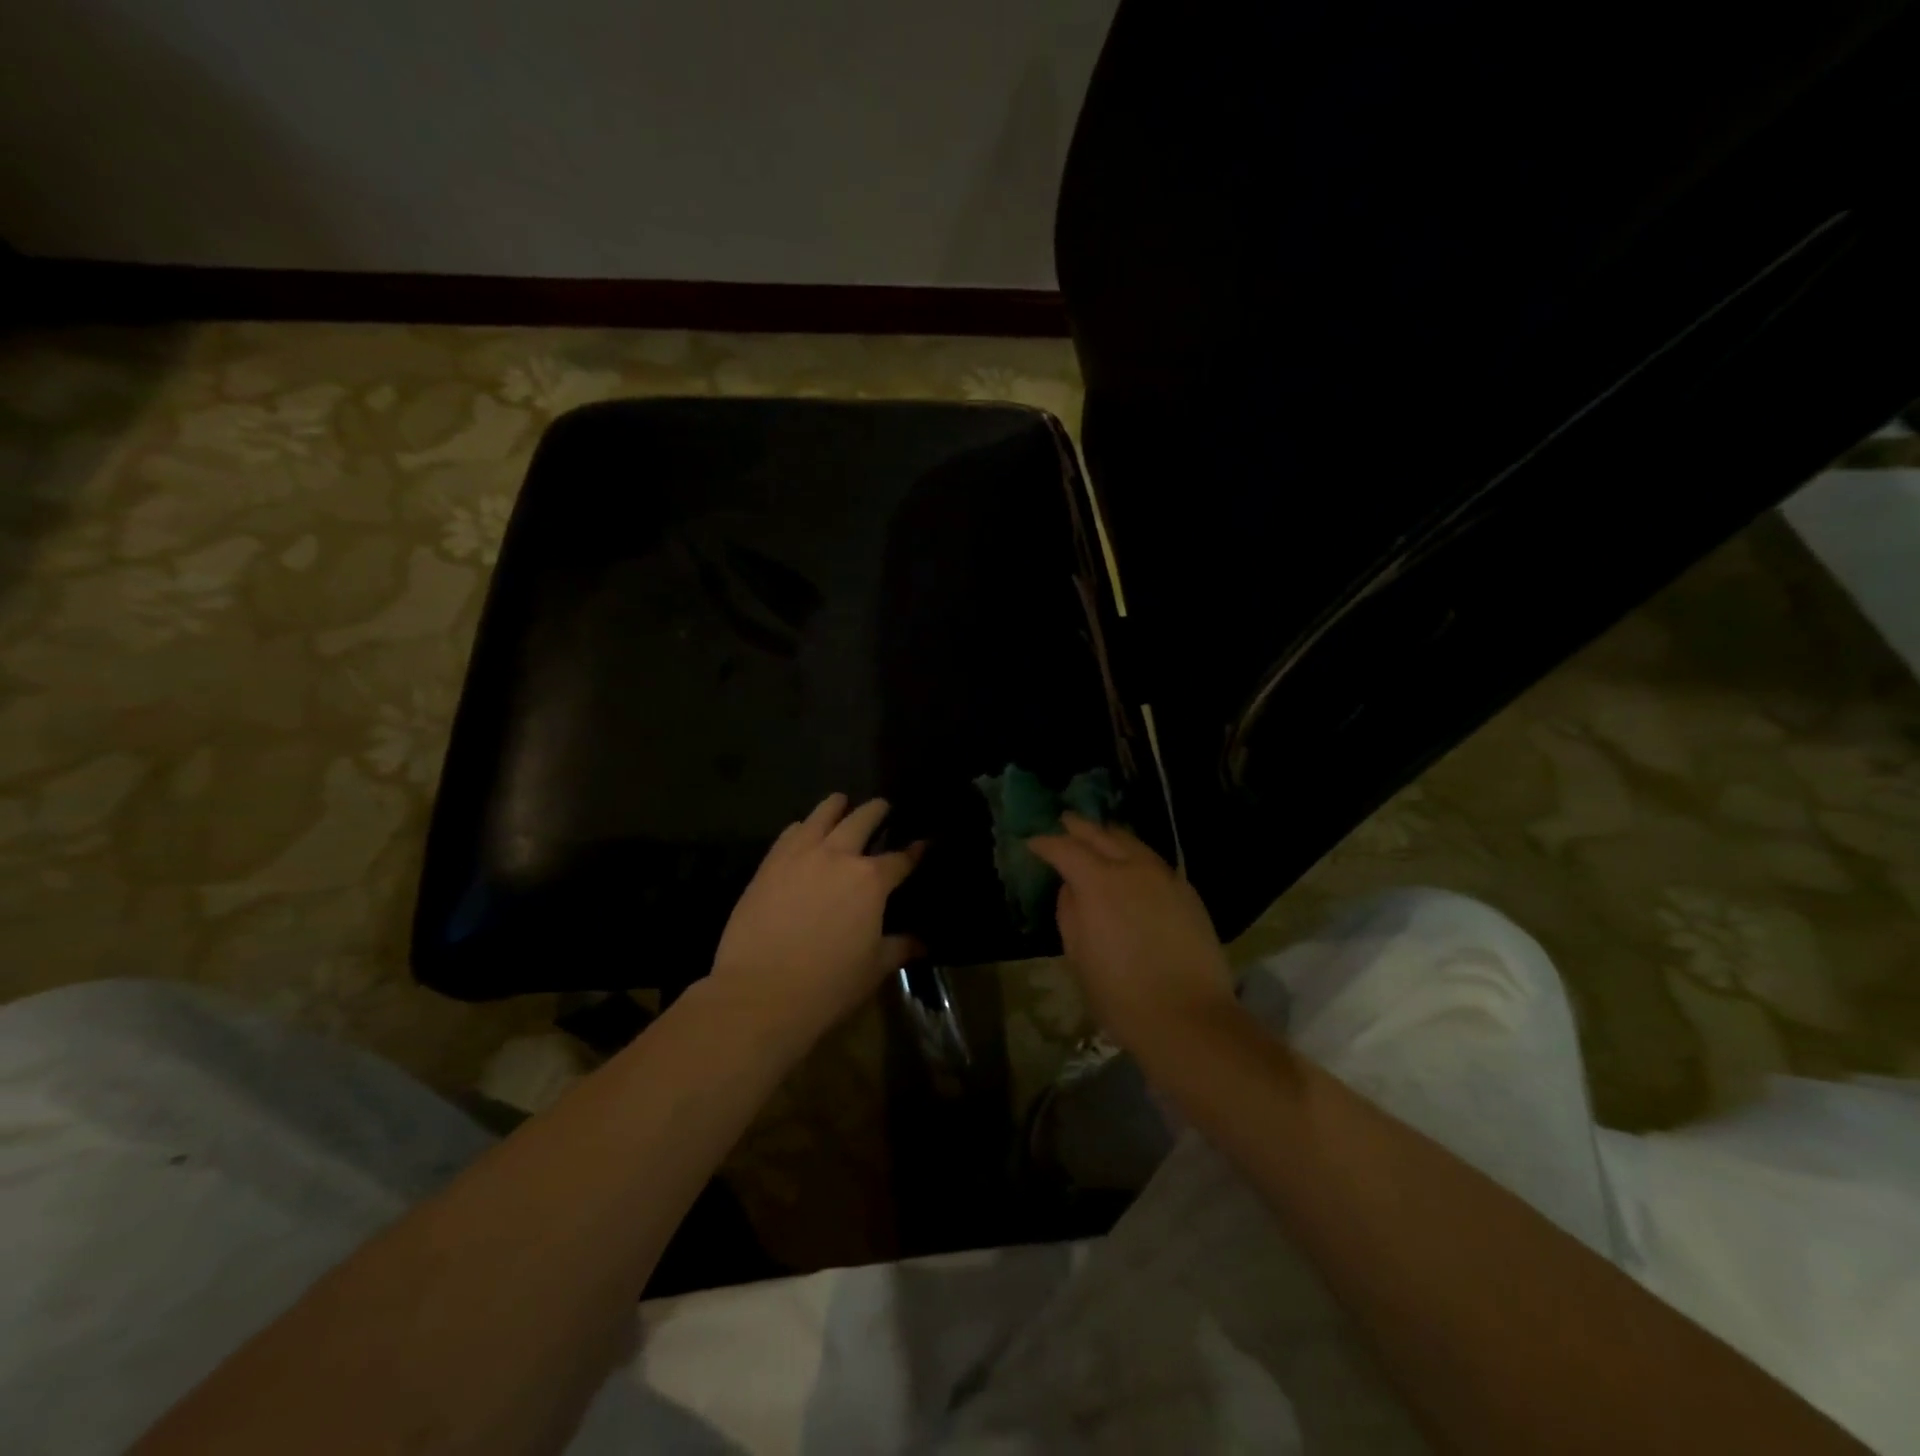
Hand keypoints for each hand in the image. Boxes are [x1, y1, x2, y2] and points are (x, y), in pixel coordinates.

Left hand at [709, 793, 922, 1048]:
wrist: (760, 992)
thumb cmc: (827, 984)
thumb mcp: (873, 969)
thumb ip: (898, 948)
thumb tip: (921, 942)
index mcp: (870, 880)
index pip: (900, 859)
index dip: (915, 851)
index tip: (923, 843)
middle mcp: (838, 856)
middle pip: (861, 821)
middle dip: (876, 811)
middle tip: (883, 807)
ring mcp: (800, 856)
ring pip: (821, 816)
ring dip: (836, 806)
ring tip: (841, 801)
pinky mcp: (769, 865)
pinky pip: (789, 833)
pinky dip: (802, 827)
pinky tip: (803, 829)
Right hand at [1027, 816, 1237, 1055]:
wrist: (1189, 1018)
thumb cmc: (1121, 994)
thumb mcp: (1079, 956)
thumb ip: (1070, 913)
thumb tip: (1072, 889)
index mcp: (1099, 882)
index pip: (1066, 849)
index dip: (1046, 844)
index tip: (1033, 843)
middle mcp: (1133, 868)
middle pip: (1102, 835)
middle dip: (1080, 827)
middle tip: (1065, 821)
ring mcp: (1165, 877)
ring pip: (1133, 843)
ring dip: (1111, 837)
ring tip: (1099, 837)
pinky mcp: (1188, 892)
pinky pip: (1154, 862)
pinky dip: (1136, 855)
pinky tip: (1132, 866)